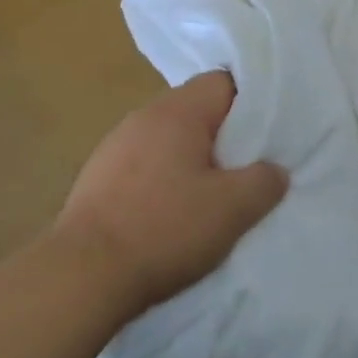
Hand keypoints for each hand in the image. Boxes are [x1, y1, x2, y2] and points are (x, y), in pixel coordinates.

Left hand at [53, 72, 287, 321]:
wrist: (83, 274)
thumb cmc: (165, 229)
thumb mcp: (233, 209)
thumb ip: (264, 181)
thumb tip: (274, 170)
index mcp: (177, 111)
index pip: (224, 83)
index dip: (251, 106)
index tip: (266, 138)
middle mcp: (143, 116)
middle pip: (196, 111)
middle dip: (223, 138)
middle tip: (245, 173)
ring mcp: (114, 146)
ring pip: (169, 140)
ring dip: (191, 162)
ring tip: (210, 199)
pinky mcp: (97, 177)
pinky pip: (144, 165)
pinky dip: (163, 181)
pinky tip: (169, 216)